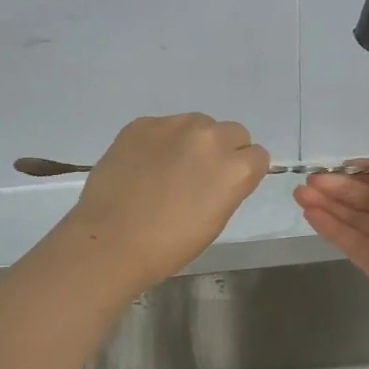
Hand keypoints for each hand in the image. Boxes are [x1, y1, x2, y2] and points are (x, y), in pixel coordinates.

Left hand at [61, 114, 270, 286]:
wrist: (111, 241)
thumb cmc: (169, 245)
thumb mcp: (216, 219)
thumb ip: (229, 186)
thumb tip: (222, 174)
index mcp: (235, 167)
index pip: (257, 155)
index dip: (244, 170)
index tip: (227, 184)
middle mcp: (210, 137)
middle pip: (232, 131)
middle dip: (223, 149)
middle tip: (200, 174)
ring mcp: (174, 125)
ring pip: (198, 123)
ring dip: (192, 141)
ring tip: (169, 167)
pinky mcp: (143, 124)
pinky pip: (163, 126)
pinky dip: (160, 142)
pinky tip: (144, 165)